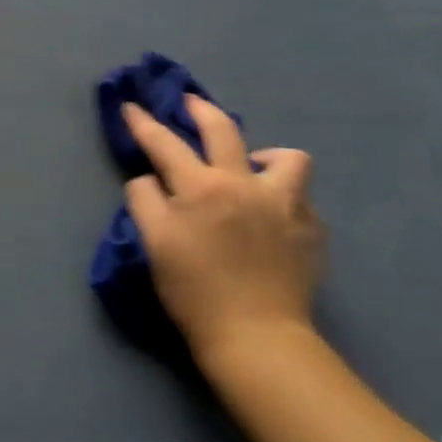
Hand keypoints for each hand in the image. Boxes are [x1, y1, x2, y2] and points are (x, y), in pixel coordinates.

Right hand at [123, 97, 324, 370]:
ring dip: (266, 157)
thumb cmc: (195, 292)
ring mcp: (284, 204)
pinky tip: (273, 219)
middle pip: (223, 130)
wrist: (256, 338)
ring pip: (287, 158)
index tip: (130, 106)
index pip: (164, 143)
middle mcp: (244, 184)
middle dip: (200, 110)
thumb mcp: (153, 244)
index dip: (143, 122)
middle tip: (190, 103)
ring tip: (254, 170)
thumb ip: (144, 200)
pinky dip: (284, 201)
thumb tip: (148, 179)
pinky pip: (300, 200)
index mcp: (201, 188)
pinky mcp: (311, 230)